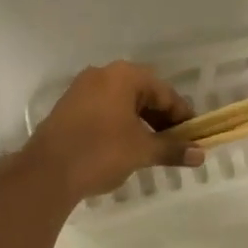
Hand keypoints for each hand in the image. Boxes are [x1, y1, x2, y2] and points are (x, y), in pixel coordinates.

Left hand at [23, 62, 203, 200]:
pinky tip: (125, 146)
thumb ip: (172, 149)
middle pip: (143, 93)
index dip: (181, 115)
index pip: (164, 92)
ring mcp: (81, 89)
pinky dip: (120, 124)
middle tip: (175, 142)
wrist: (46, 172)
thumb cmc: (101, 152)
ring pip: (122, 102)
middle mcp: (102, 74)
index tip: (193, 136)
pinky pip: (104, 109)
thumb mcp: (142, 151)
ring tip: (152, 147)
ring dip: (141, 122)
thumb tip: (200, 154)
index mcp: (124, 76)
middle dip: (161, 118)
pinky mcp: (68, 107)